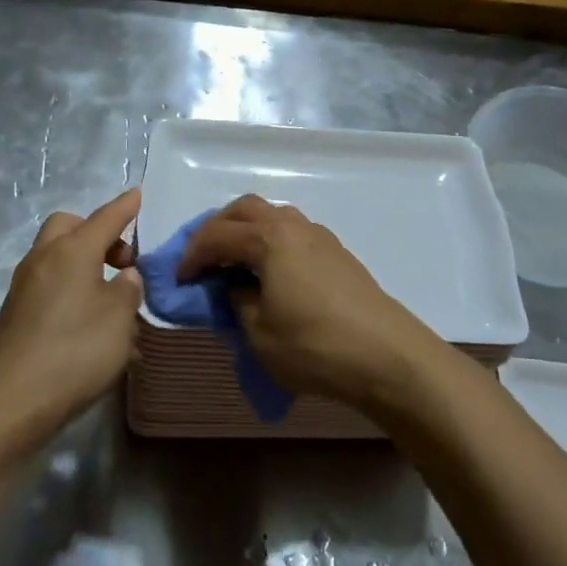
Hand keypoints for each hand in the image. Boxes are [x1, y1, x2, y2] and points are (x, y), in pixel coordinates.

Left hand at [0, 188, 142, 432]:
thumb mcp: (119, 318)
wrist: (12, 400)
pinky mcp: (16, 313)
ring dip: (84, 263)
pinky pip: (50, 284)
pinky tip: (89, 320)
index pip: (105, 218)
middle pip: (70, 227)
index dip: (124, 207)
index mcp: (72, 250)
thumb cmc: (75, 350)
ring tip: (111, 296)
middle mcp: (44, 259)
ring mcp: (25, 286)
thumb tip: (123, 278)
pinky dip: (71, 288)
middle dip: (96, 233)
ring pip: (58, 256)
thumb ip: (128, 290)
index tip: (137, 194)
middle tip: (122, 260)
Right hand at [177, 195, 446, 411]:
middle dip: (218, 228)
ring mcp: (321, 237)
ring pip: (273, 216)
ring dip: (248, 231)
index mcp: (268, 238)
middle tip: (204, 259)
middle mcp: (294, 226)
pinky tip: (271, 274)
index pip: (217, 235)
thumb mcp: (259, 333)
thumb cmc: (314, 346)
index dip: (192, 255)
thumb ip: (239, 302)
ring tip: (236, 264)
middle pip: (246, 209)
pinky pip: (294, 233)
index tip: (179, 279)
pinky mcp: (339, 254)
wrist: (387, 356)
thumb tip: (236, 287)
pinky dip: (272, 243)